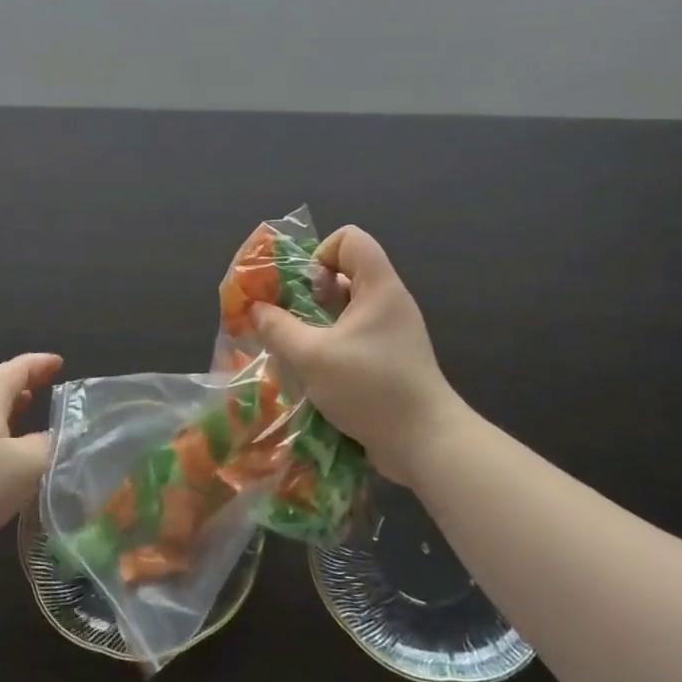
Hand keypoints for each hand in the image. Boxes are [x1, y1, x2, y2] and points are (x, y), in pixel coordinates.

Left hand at [0, 353, 62, 564]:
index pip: (17, 368)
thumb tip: (58, 437)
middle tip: (47, 382)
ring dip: (8, 402)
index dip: (40, 363)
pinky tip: (5, 446)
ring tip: (29, 407)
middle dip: (23, 379)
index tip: (60, 362)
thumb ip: (50, 444)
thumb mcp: (29, 464)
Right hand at [251, 228, 459, 484]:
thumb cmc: (370, 387)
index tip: (304, 289)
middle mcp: (388, 302)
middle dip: (309, 294)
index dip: (321, 253)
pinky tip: (314, 375)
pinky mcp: (390, 360)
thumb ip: (278, 329)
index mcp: (379, 286)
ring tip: (295, 350)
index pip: (350, 238)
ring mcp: (392, 332)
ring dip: (316, 324)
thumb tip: (257, 309)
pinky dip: (331, 347)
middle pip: (344, 273)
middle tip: (290, 322)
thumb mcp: (312, 356)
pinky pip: (354, 338)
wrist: (425, 443)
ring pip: (346, 310)